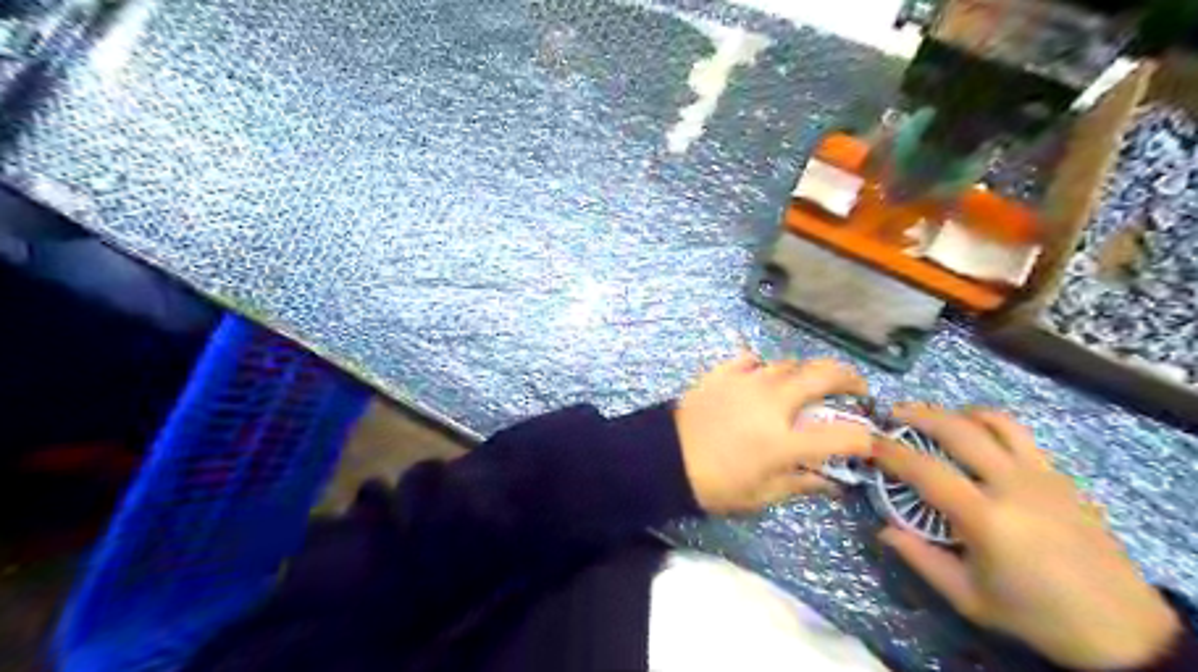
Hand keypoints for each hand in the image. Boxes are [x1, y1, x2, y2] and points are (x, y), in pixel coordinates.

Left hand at [673, 355, 870, 517]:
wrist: (663, 458)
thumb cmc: (713, 484)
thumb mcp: (760, 495)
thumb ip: (800, 484)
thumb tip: (832, 482)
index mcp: (785, 441)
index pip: (843, 436)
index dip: (865, 439)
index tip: (869, 442)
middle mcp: (773, 402)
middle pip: (824, 375)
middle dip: (850, 378)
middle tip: (855, 388)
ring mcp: (747, 381)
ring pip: (789, 363)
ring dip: (805, 373)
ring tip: (805, 386)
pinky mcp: (723, 372)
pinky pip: (752, 359)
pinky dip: (764, 366)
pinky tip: (761, 378)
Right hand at [879, 401, 1176, 669]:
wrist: (1122, 629)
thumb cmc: (1034, 615)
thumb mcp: (968, 597)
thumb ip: (920, 559)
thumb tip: (883, 529)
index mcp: (986, 518)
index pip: (925, 469)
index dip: (890, 452)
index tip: (867, 442)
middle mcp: (1013, 485)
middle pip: (959, 429)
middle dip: (919, 415)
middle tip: (893, 414)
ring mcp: (1042, 476)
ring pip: (995, 421)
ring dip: (957, 412)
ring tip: (934, 417)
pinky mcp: (1062, 477)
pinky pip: (1020, 436)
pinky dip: (989, 426)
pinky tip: (976, 439)